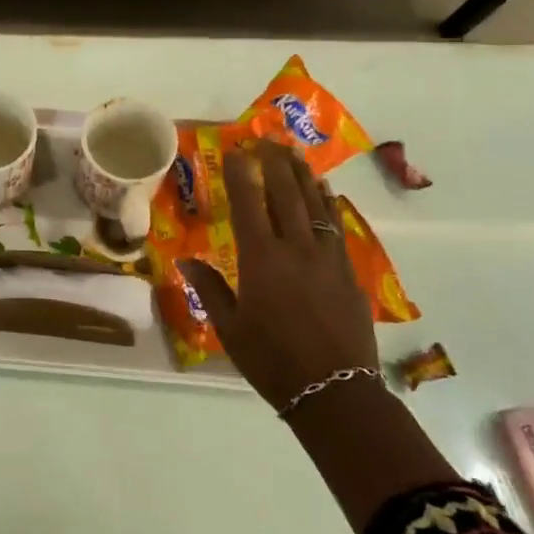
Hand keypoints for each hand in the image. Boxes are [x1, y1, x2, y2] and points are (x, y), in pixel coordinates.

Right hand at [179, 142, 376, 410]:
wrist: (336, 393)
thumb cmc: (273, 362)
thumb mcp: (229, 328)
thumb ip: (209, 288)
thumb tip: (184, 260)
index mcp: (261, 260)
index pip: (248, 204)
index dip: (240, 174)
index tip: (235, 151)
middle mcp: (296, 248)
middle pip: (286, 194)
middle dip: (274, 163)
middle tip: (267, 140)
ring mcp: (328, 258)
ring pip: (316, 204)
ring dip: (303, 175)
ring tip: (295, 153)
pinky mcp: (349, 272)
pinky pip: (336, 226)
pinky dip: (328, 203)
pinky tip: (325, 193)